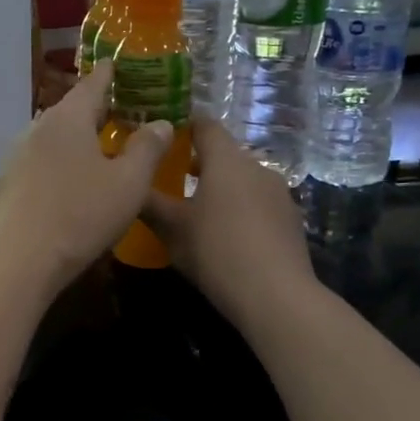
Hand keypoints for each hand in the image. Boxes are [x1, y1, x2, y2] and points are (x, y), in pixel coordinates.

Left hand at [0, 63, 172, 293]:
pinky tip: (71, 181)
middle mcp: (37, 128)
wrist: (19, 258)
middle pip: (71, 110)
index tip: (119, 64)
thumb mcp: (129, 183)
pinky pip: (41, 161)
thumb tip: (161, 123)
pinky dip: (60, 161)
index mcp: (68, 118)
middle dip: (96, 109)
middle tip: (122, 111)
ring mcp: (17, 156)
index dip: (110, 74)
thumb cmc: (81, 214)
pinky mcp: (8, 183)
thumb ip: (148, 148)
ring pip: (54, 137)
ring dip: (77, 138)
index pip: (93, 84)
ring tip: (100, 148)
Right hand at [142, 115, 316, 324]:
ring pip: (243, 180)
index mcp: (226, 160)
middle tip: (171, 179)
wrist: (275, 295)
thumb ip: (149, 201)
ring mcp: (279, 193)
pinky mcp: (291, 219)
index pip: (205, 125)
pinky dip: (240, 209)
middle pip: (224, 154)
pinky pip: (258, 203)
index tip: (163, 138)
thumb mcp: (171, 228)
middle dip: (199, 163)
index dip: (183, 126)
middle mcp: (256, 167)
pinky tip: (226, 235)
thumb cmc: (216, 251)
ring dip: (221, 188)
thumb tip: (129, 182)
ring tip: (197, 211)